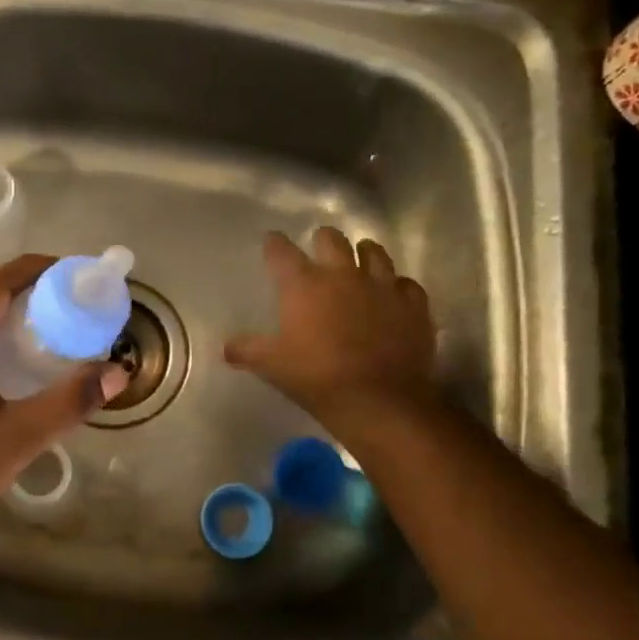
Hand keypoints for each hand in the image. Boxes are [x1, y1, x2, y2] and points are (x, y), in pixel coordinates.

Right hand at [224, 228, 436, 435]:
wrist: (379, 400)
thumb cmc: (317, 377)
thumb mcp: (272, 365)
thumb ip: (248, 350)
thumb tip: (226, 348)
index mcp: (304, 284)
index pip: (282, 251)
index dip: (275, 244)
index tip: (272, 242)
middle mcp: (343, 274)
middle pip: (331, 239)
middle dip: (323, 241)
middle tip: (319, 251)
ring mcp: (382, 286)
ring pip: (374, 252)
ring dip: (364, 254)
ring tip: (359, 263)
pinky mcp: (413, 305)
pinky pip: (406, 284)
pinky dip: (398, 287)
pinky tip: (393, 297)